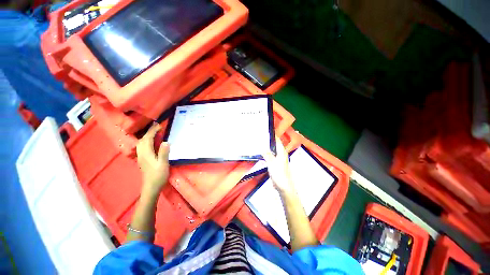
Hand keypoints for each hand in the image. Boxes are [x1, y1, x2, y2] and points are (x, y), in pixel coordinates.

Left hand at [136, 124, 169, 197]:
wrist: (151, 187)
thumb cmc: (158, 176)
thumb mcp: (163, 164)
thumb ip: (164, 153)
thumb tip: (166, 141)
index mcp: (147, 154)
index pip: (148, 139)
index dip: (153, 131)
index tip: (159, 125)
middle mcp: (142, 154)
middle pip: (142, 140)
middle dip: (149, 132)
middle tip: (157, 127)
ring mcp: (141, 157)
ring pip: (141, 143)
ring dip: (147, 136)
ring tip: (154, 132)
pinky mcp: (143, 160)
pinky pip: (142, 147)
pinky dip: (146, 141)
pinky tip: (151, 142)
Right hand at [263, 136, 295, 195]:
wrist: (283, 186)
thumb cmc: (279, 174)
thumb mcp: (272, 163)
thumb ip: (267, 154)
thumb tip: (262, 147)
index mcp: (282, 152)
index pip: (277, 140)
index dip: (272, 135)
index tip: (265, 131)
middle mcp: (281, 154)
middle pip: (274, 145)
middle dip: (267, 141)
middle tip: (259, 137)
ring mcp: (278, 159)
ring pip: (271, 151)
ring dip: (266, 148)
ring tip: (258, 144)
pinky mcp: (275, 164)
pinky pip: (270, 156)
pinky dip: (265, 154)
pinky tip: (260, 154)